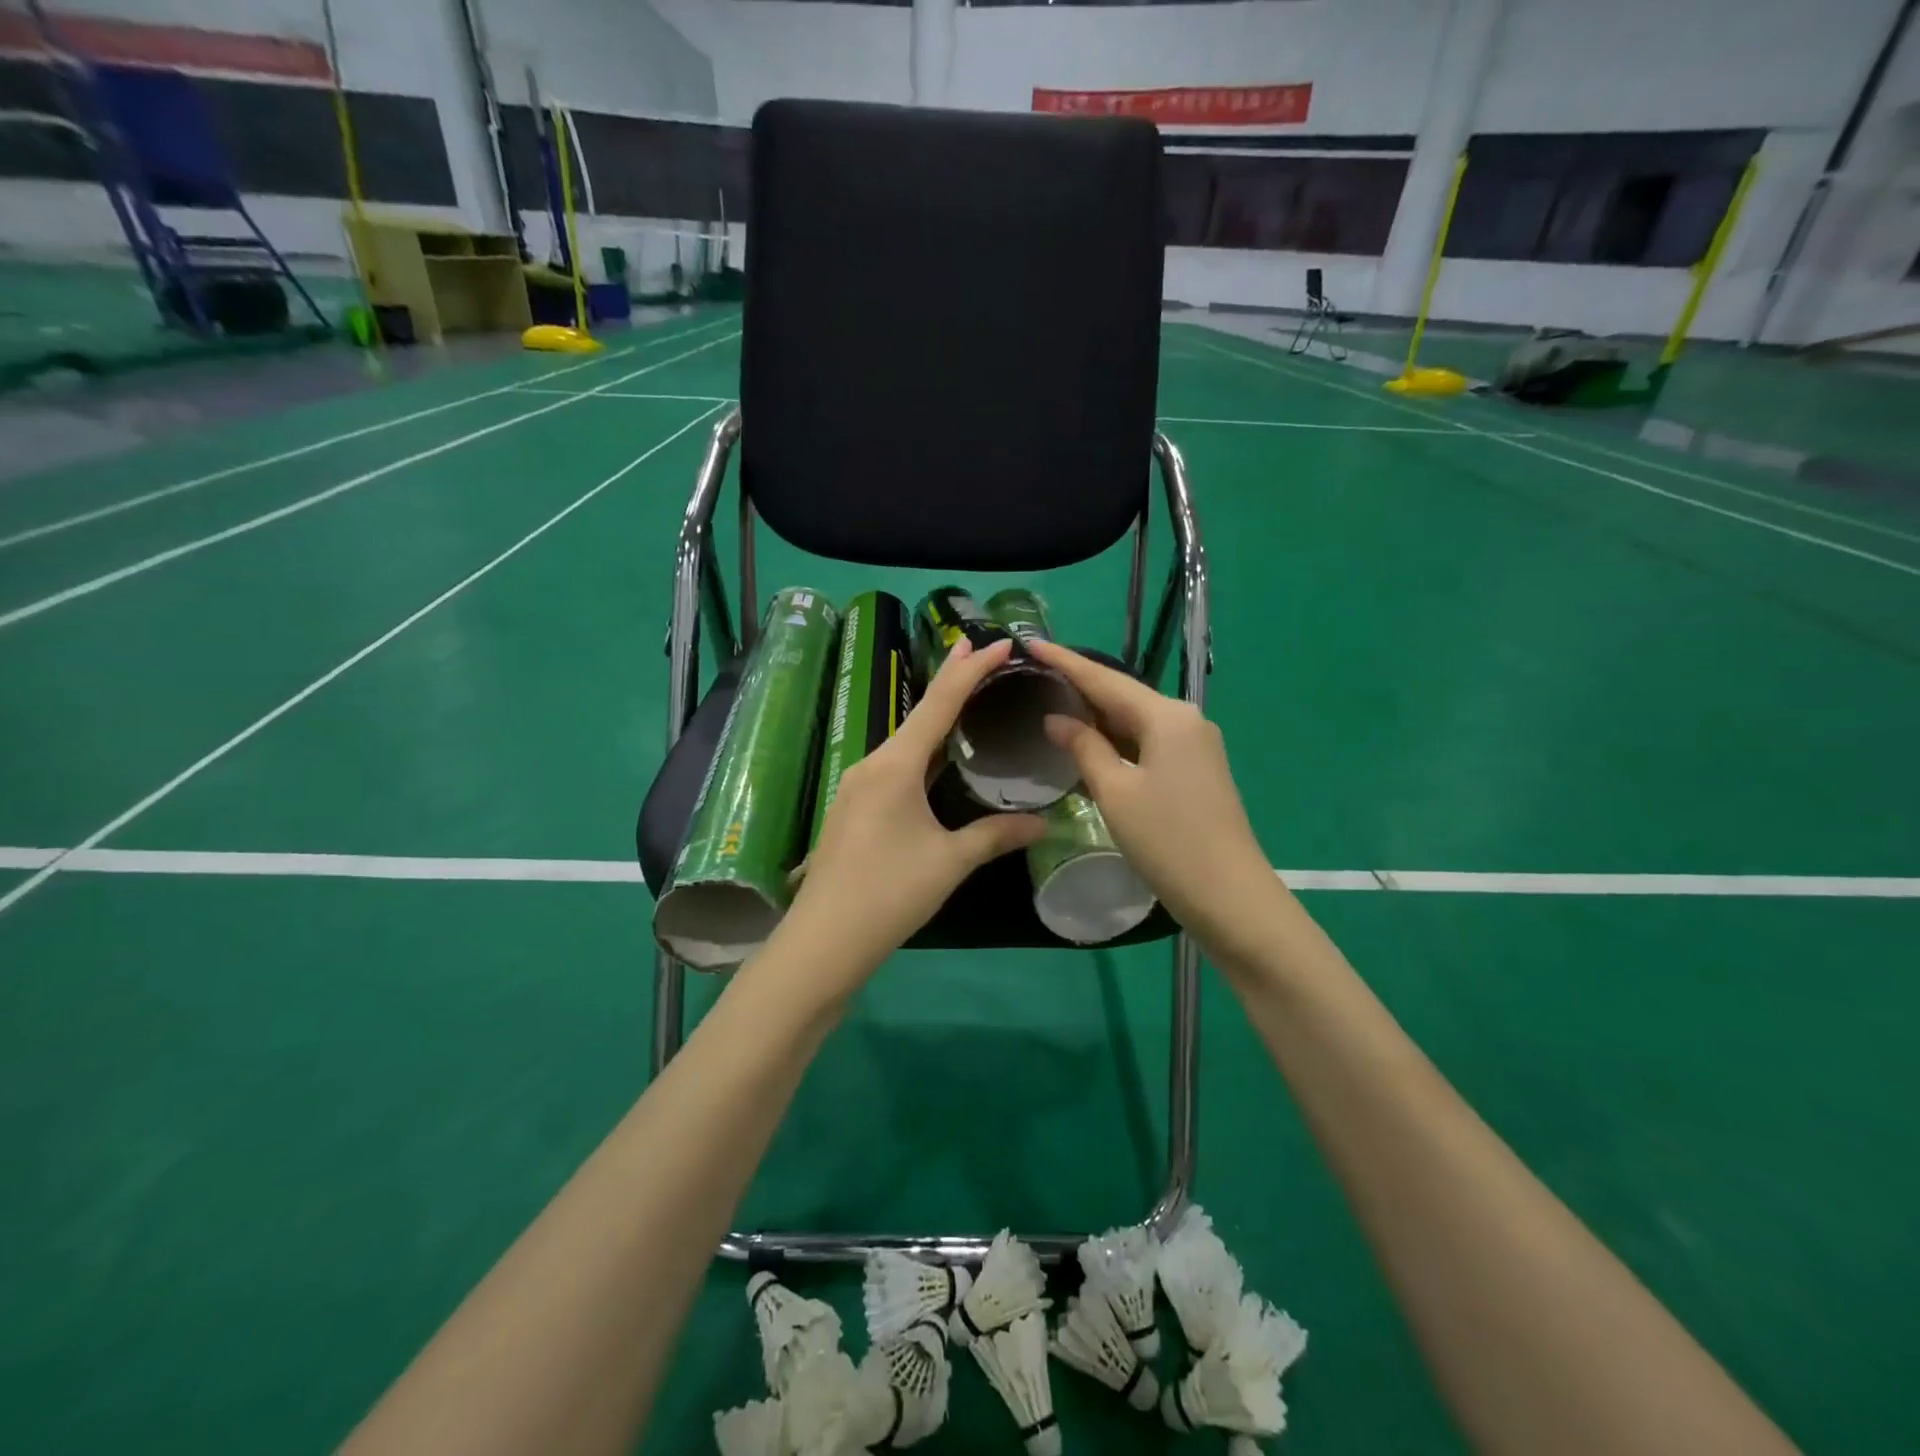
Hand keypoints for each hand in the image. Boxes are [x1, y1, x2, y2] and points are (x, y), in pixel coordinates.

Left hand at [776, 637, 1046, 989]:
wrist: (823, 940)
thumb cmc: (890, 893)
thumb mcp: (950, 862)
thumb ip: (995, 835)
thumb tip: (1042, 822)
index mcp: (895, 764)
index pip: (940, 703)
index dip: (970, 670)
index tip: (996, 642)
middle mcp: (872, 764)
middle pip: (919, 715)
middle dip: (951, 684)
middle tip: (980, 654)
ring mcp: (857, 786)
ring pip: (904, 742)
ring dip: (935, 719)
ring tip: (966, 699)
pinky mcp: (853, 809)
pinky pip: (894, 766)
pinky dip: (921, 751)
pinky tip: (936, 760)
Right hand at [1028, 640, 1284, 961]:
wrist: (1230, 896)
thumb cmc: (1167, 841)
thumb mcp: (1116, 792)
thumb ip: (1084, 748)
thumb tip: (1057, 719)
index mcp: (1167, 717)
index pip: (1105, 680)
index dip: (1065, 662)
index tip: (1031, 643)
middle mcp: (1185, 720)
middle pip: (1123, 695)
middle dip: (1080, 685)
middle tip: (1035, 672)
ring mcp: (1195, 746)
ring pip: (1135, 720)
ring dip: (1097, 714)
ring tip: (1052, 701)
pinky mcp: (1195, 771)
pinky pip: (1147, 743)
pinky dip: (1115, 740)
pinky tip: (1089, 742)